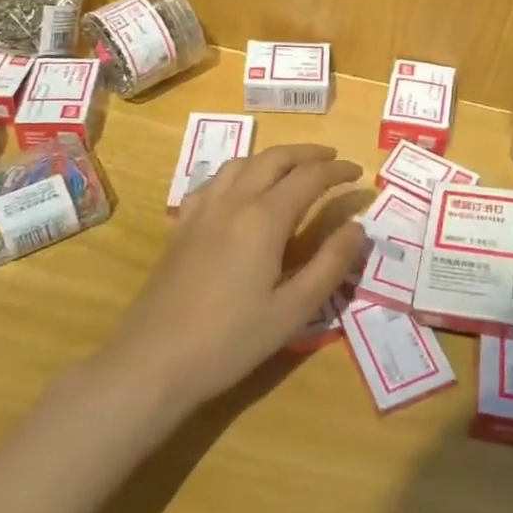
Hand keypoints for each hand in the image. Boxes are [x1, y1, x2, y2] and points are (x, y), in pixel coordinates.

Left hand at [102, 145, 367, 410]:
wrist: (154, 360)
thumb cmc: (231, 340)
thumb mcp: (293, 310)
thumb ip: (330, 264)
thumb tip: (357, 227)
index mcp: (264, 218)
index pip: (309, 177)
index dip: (337, 171)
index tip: (358, 173)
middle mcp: (233, 201)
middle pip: (274, 158)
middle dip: (307, 153)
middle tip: (332, 159)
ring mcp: (203, 209)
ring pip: (242, 162)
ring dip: (273, 157)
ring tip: (292, 167)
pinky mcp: (182, 224)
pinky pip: (215, 180)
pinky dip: (239, 172)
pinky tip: (241, 189)